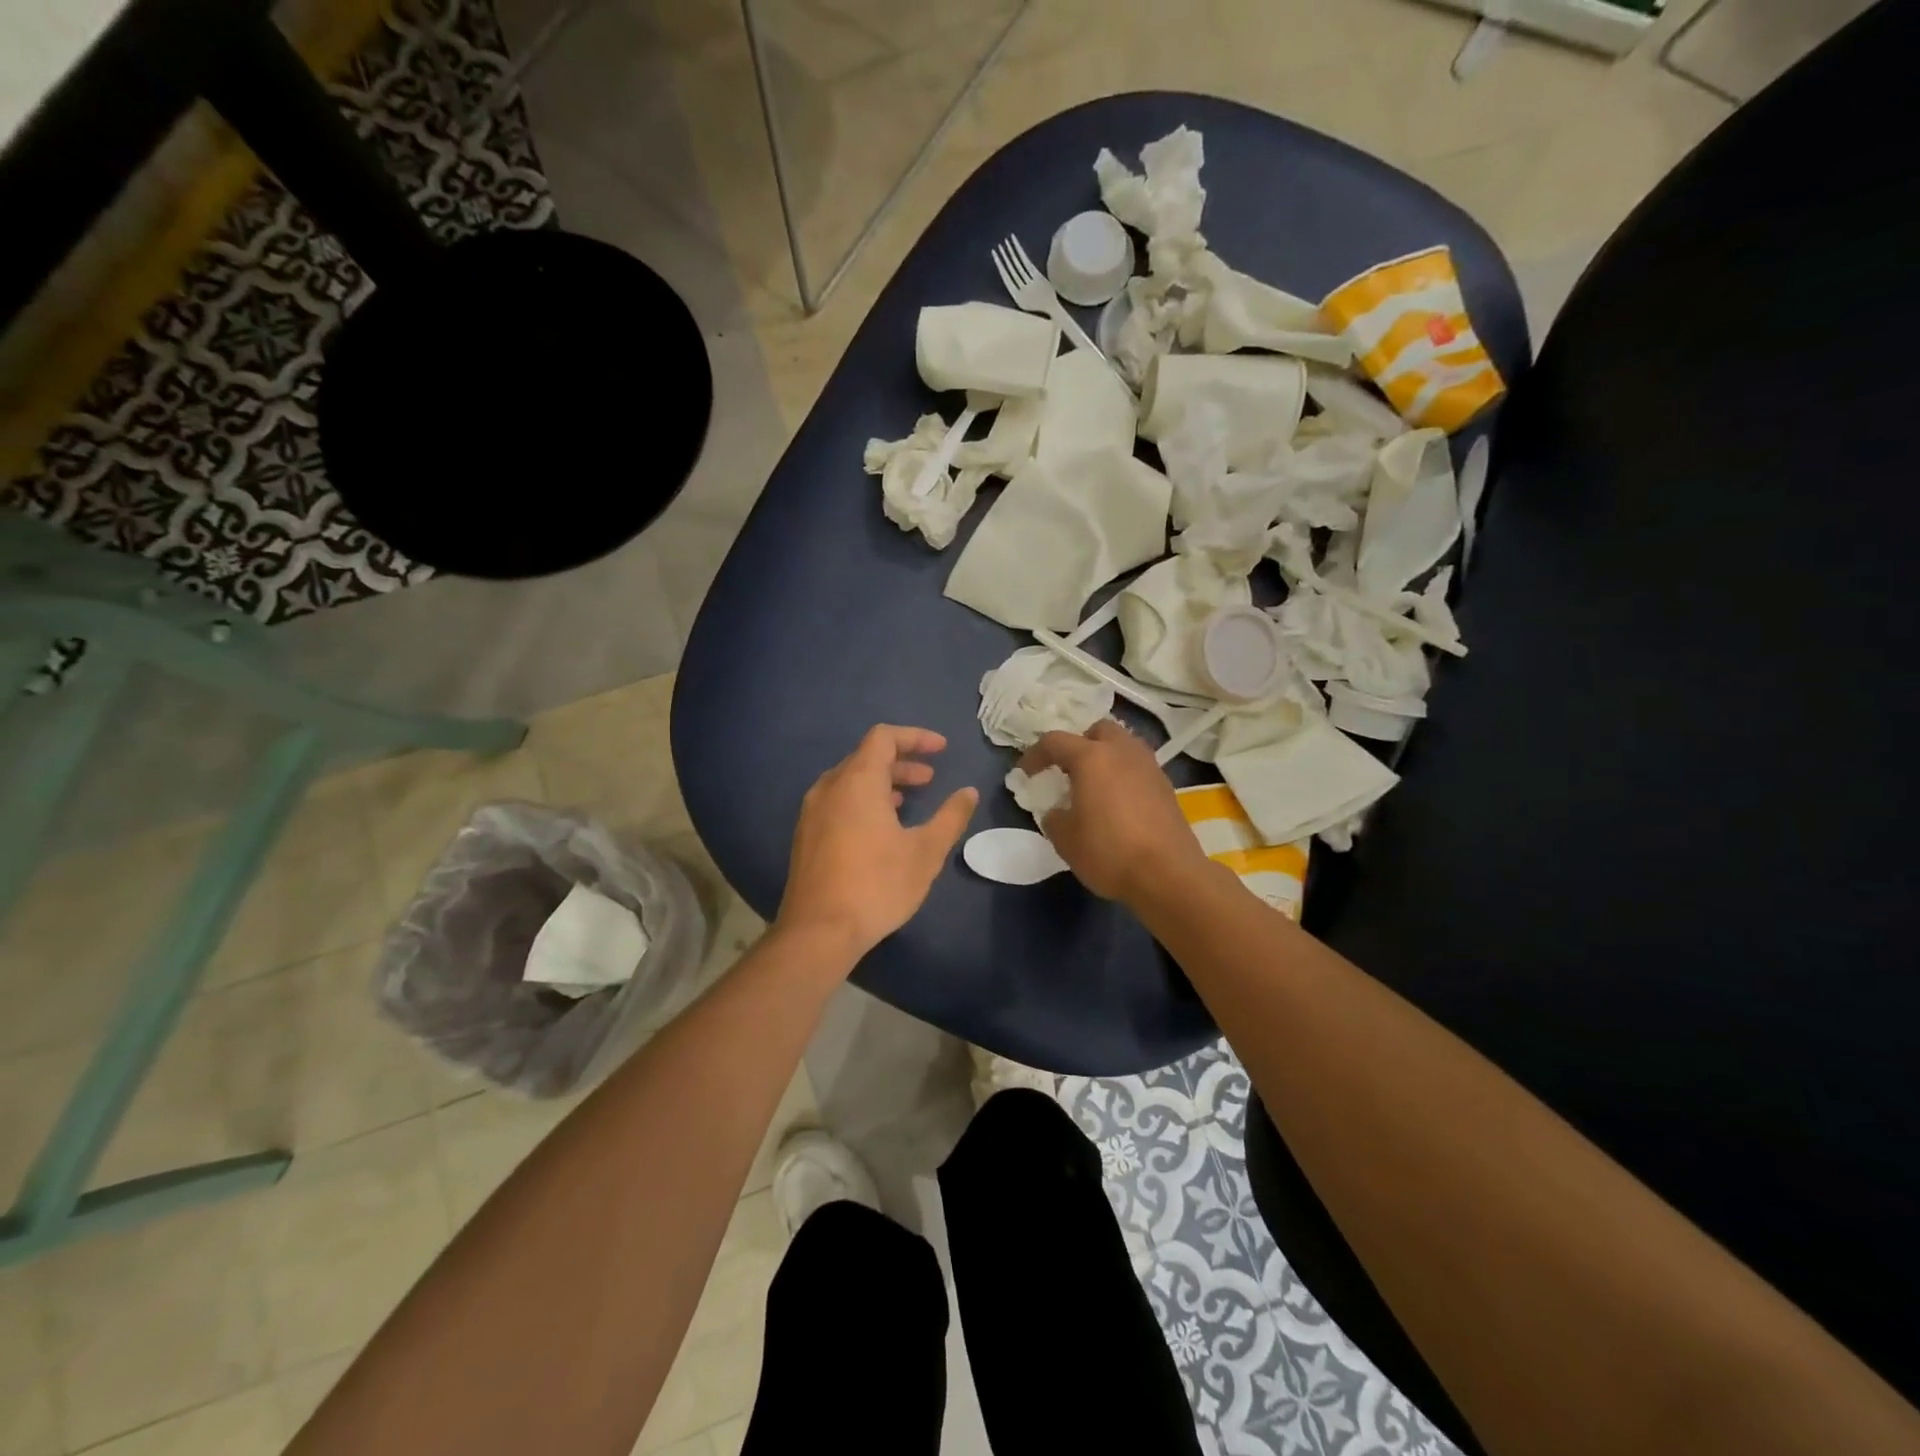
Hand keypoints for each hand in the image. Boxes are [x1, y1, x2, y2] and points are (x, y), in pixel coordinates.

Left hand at [775, 725, 977, 961]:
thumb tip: (968, 792)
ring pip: (850, 781)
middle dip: (901, 762)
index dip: (915, 737)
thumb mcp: (925, 851)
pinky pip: (838, 801)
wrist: (818, 931)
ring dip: (882, 783)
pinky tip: (880, 828)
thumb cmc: (877, 885)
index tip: (942, 749)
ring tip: (908, 801)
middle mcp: (829, 787)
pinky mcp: (806, 835)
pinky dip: (863, 800)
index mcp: (857, 781)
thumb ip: (950, 817)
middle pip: (866, 757)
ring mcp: (812, 812)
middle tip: (930, 778)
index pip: (884, 738)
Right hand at [1020, 720, 1209, 902]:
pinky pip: (1138, 768)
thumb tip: (1058, 811)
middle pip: (1098, 730)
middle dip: (1080, 744)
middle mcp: (1123, 751)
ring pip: (1123, 746)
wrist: (1168, 875)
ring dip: (1105, 757)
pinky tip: (1118, 803)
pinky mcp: (1167, 787)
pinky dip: (1124, 775)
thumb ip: (1054, 817)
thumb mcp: (1065, 839)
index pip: (1055, 741)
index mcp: (1092, 757)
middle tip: (1068, 770)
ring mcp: (1149, 767)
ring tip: (1094, 785)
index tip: (1025, 774)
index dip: (1035, 755)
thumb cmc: (1108, 851)